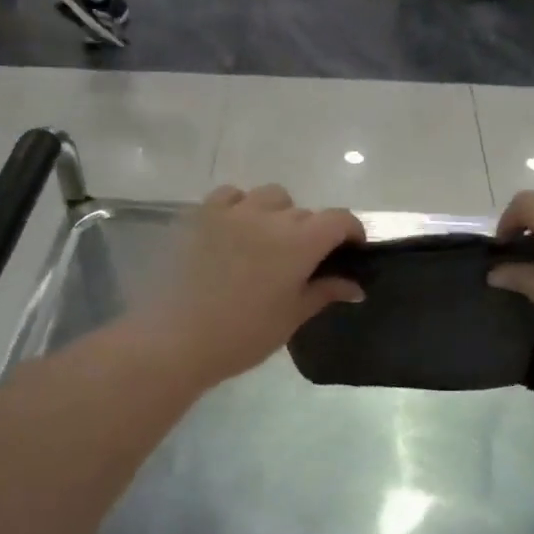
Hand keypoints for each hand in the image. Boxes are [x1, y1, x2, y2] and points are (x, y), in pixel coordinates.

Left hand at [136, 184, 363, 386]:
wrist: (178, 339)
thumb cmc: (243, 334)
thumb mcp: (292, 316)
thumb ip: (325, 292)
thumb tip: (355, 286)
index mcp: (299, 242)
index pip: (339, 219)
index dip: (351, 231)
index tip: (350, 249)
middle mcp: (270, 217)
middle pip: (304, 212)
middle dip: (312, 232)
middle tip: (302, 262)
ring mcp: (233, 211)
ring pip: (270, 196)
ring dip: (277, 213)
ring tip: (267, 240)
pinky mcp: (202, 214)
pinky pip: (231, 195)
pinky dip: (240, 206)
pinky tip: (235, 229)